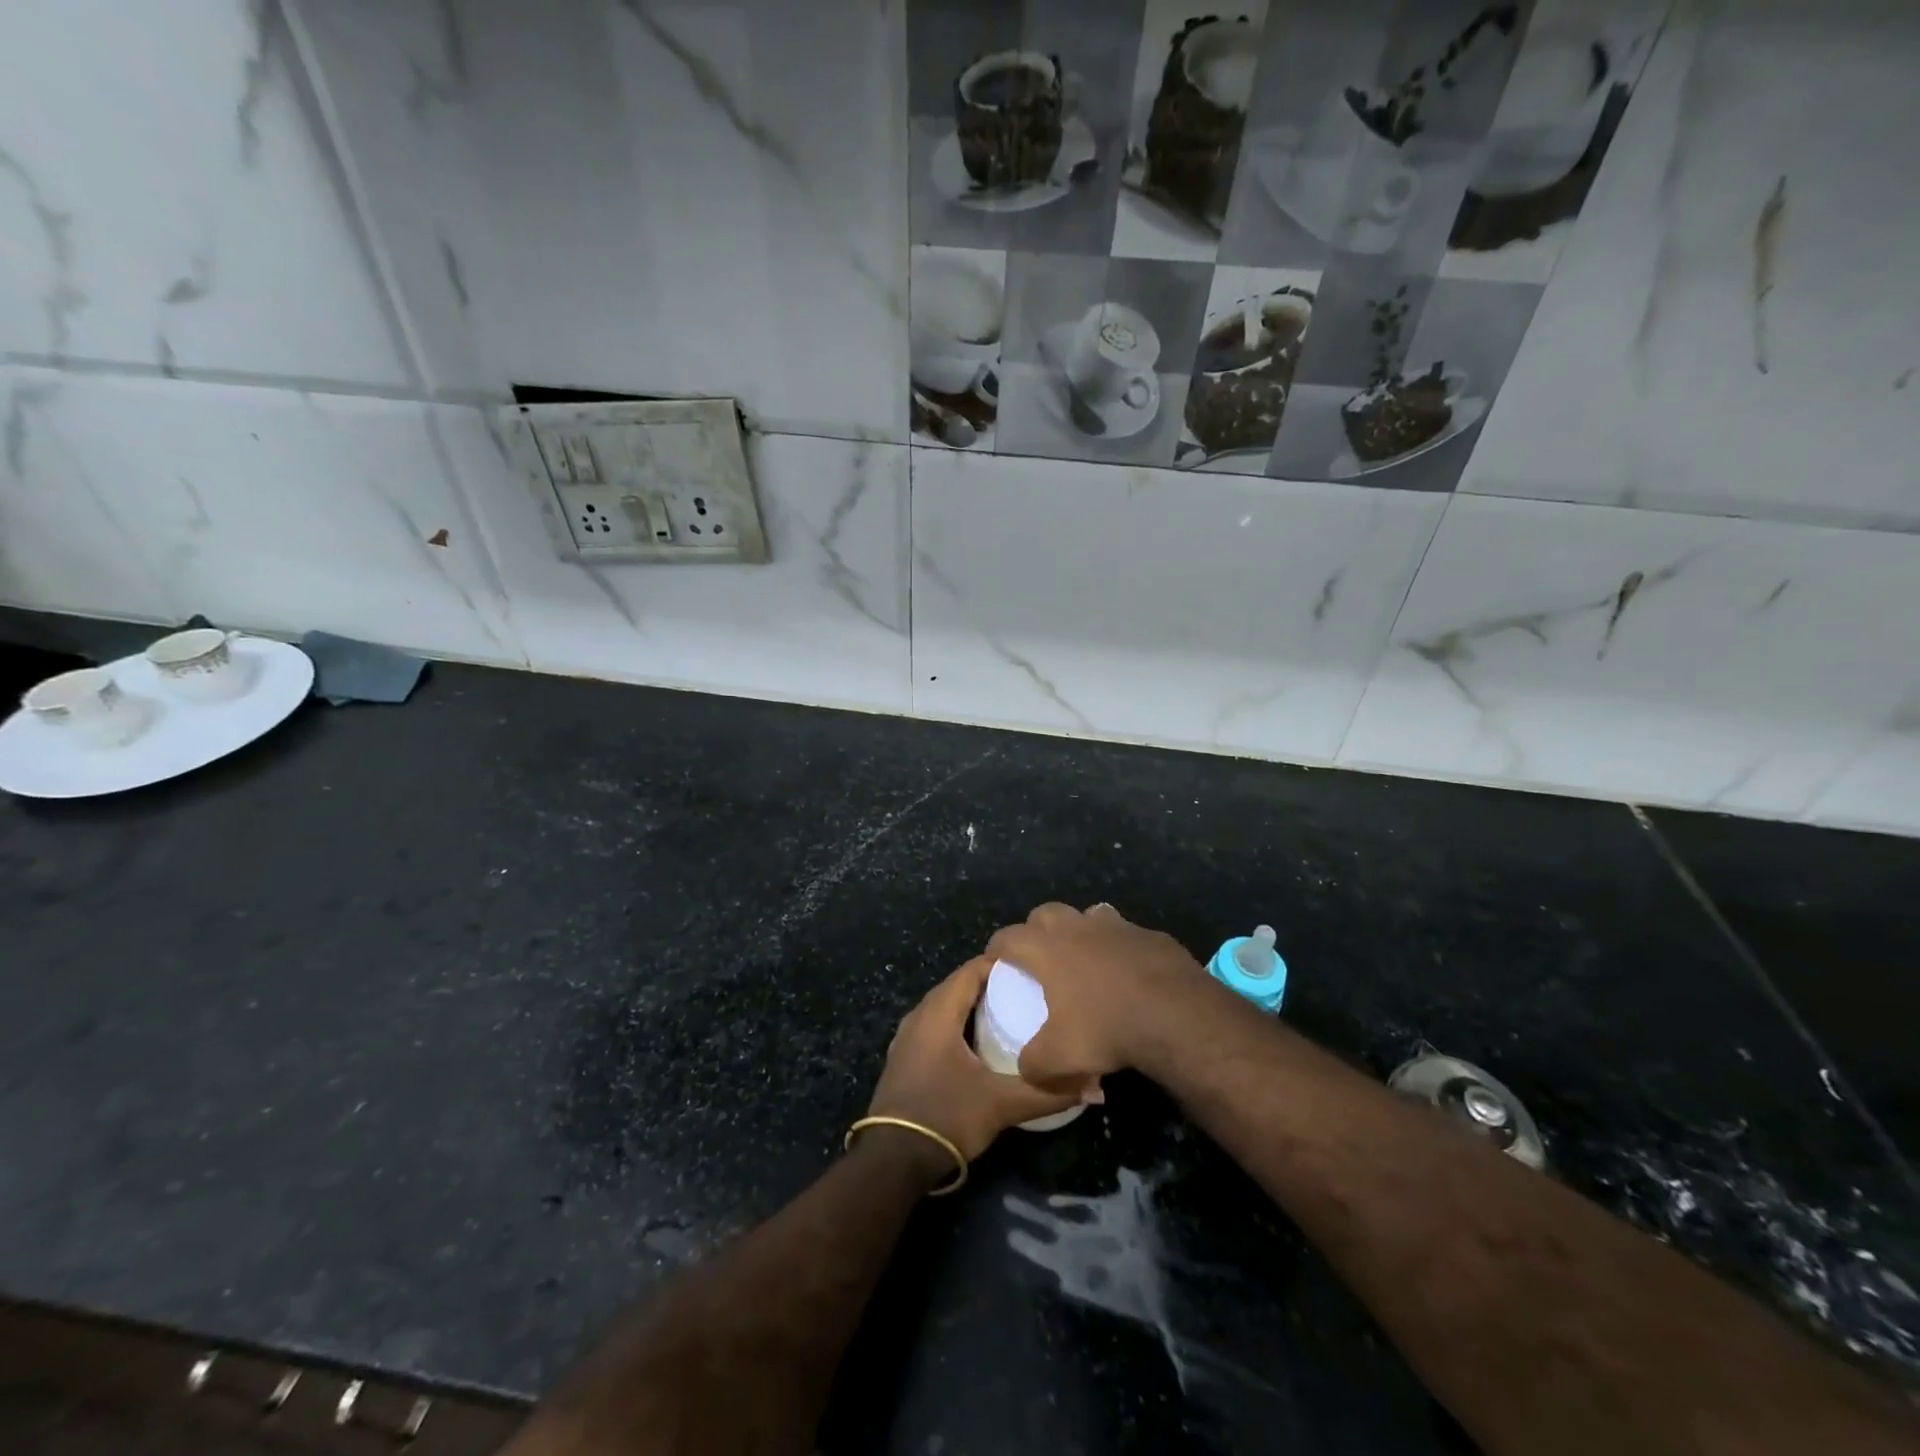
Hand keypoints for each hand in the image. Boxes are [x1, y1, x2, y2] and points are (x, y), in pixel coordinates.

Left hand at [865, 956, 1080, 1165]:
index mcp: (938, 1012)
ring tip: (1009, 1014)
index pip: (971, 969)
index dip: (1000, 964)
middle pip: (957, 985)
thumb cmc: (946, 1116)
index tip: (1032, 970)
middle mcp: (919, 1015)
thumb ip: (1047, 1093)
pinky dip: (957, 1025)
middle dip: (990, 984)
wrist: (892, 1159)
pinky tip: (979, 1044)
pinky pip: (935, 1026)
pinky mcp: (904, 1058)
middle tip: (1026, 992)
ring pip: (944, 1006)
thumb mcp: (1001, 1105)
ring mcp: (907, 1037)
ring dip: (972, 1006)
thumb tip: (1094, 1088)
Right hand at [986, 902, 1211, 1090]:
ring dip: (1080, 931)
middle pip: (1045, 913)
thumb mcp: (1059, 1060)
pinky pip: (1126, 934)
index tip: (995, 962)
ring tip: (1084, 959)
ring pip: (1088, 915)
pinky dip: (1119, 948)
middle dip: (1035, 930)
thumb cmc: (1107, 1029)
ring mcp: (1117, 926)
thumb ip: (1033, 1064)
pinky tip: (1128, 974)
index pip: (1008, 936)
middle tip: (1038, 957)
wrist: (1176, 1015)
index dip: (997, 948)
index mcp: (1047, 949)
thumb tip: (1026, 1068)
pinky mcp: (1150, 935)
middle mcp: (1077, 927)